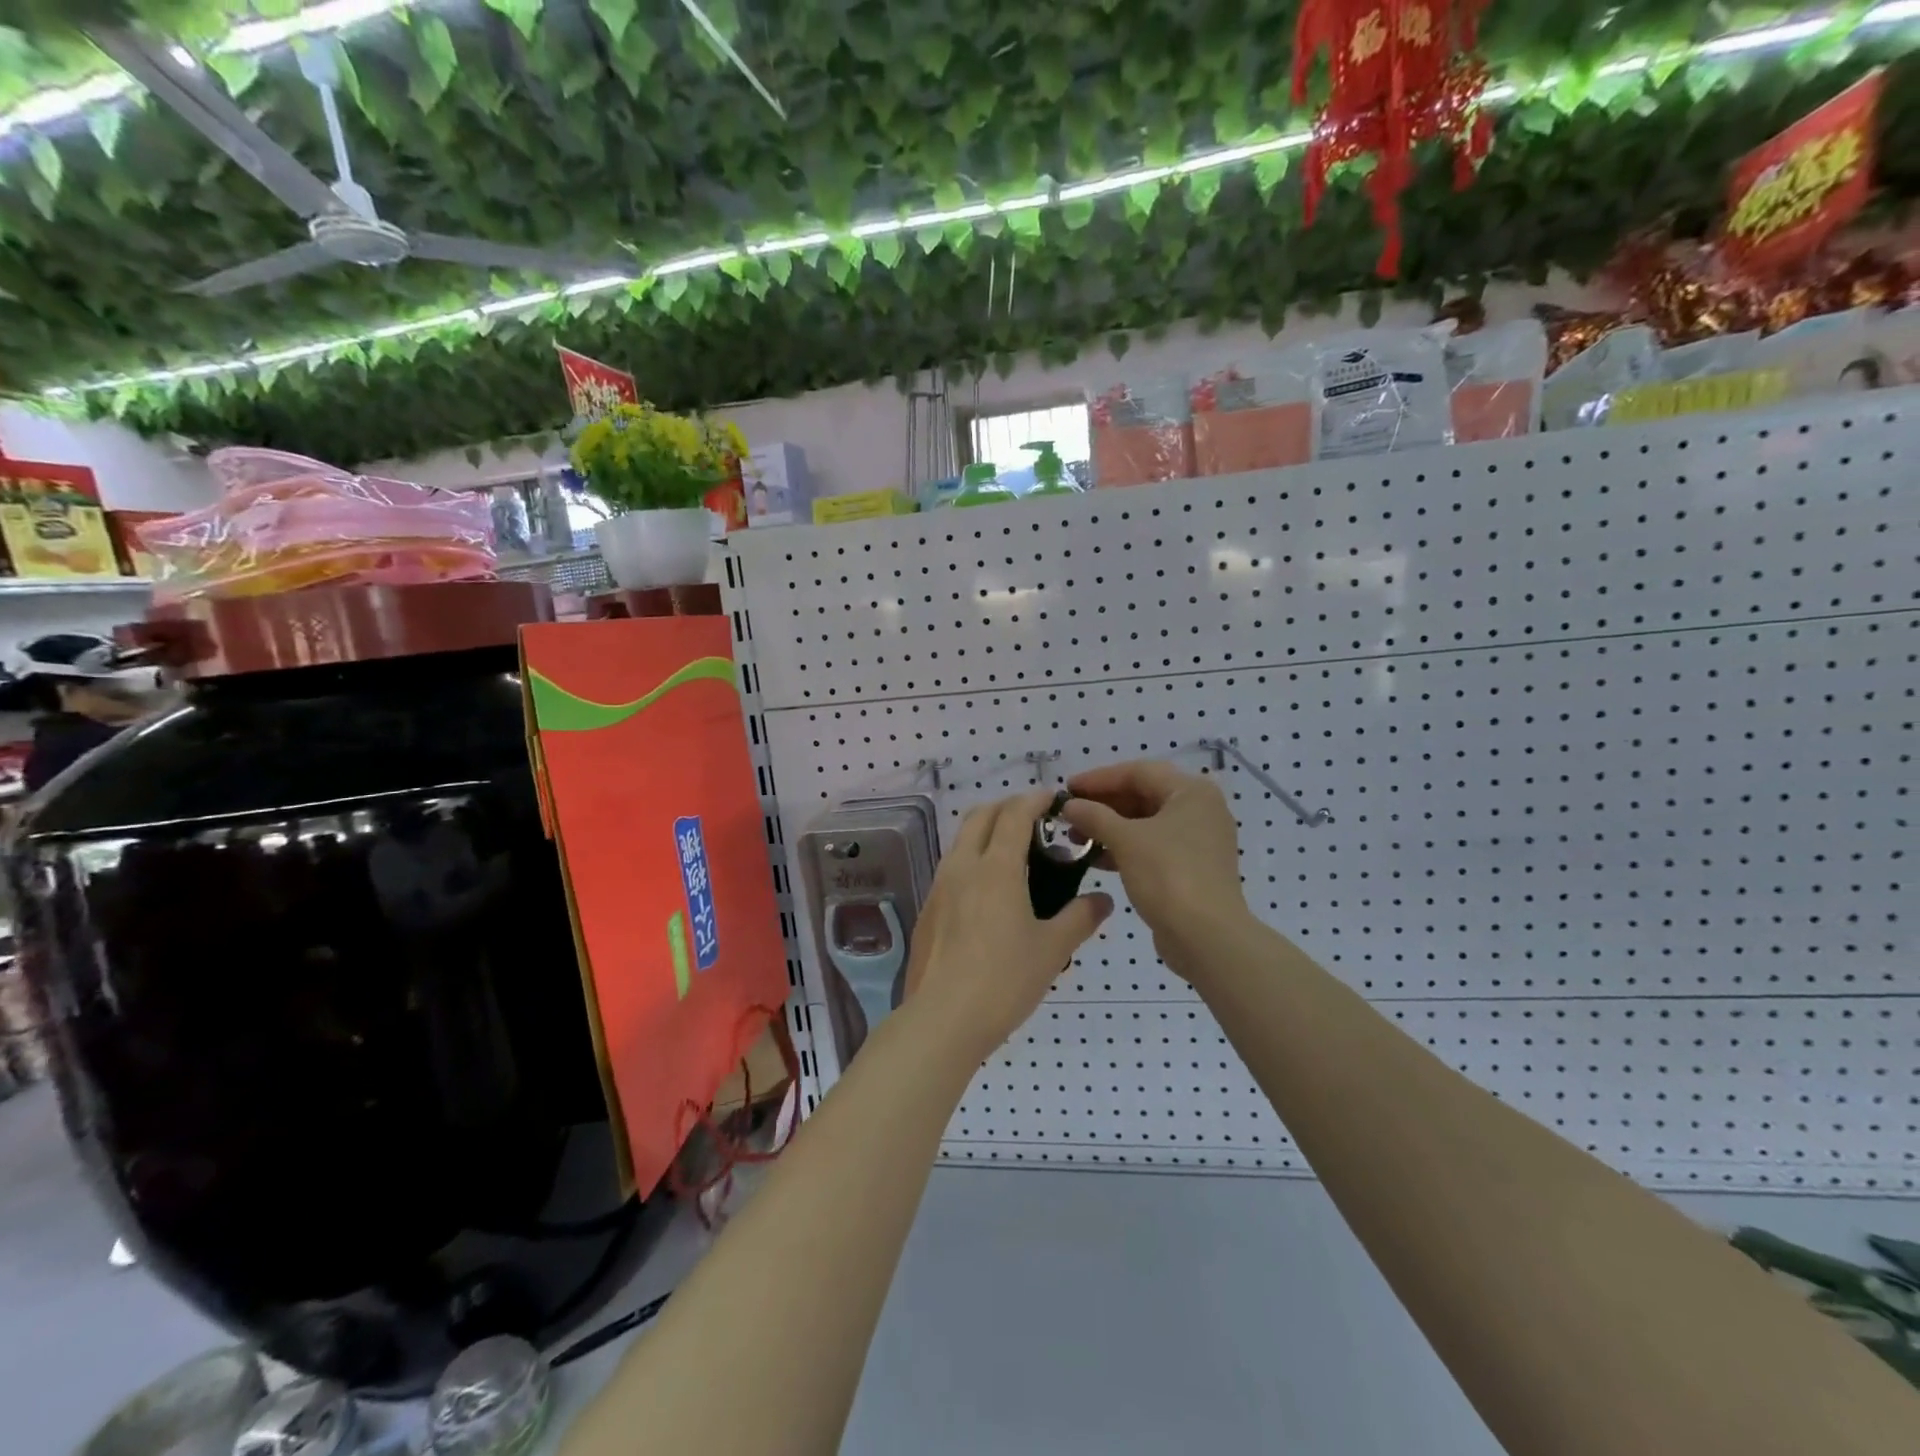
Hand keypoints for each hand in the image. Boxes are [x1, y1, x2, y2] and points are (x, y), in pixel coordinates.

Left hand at [902, 788, 1112, 1059]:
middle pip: (981, 815)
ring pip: (962, 839)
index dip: (1035, 799)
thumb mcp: (1052, 950)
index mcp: (996, 867)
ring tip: (1016, 856)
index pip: (1014, 813)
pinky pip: (952, 867)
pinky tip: (991, 894)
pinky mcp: (928, 908)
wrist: (942, 1020)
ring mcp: (940, 886)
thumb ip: (1080, 918)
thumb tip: (1103, 900)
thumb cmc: (1004, 981)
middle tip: (1036, 823)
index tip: (1054, 799)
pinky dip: (973, 859)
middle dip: (1008, 807)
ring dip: (987, 832)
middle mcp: (963, 866)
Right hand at [1061, 761, 1248, 978]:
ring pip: (1145, 823)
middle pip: (1142, 795)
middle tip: (1068, 814)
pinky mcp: (1191, 867)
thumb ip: (1094, 816)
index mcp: (1191, 791)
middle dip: (1103, 804)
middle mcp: (1199, 809)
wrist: (1206, 937)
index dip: (1098, 778)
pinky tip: (1096, 859)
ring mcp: (1198, 840)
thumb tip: (1069, 805)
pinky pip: (1152, 846)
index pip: (1137, 772)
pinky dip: (1124, 848)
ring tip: (1075, 838)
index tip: (1066, 789)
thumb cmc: (1168, 876)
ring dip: (1110, 827)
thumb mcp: (1125, 840)